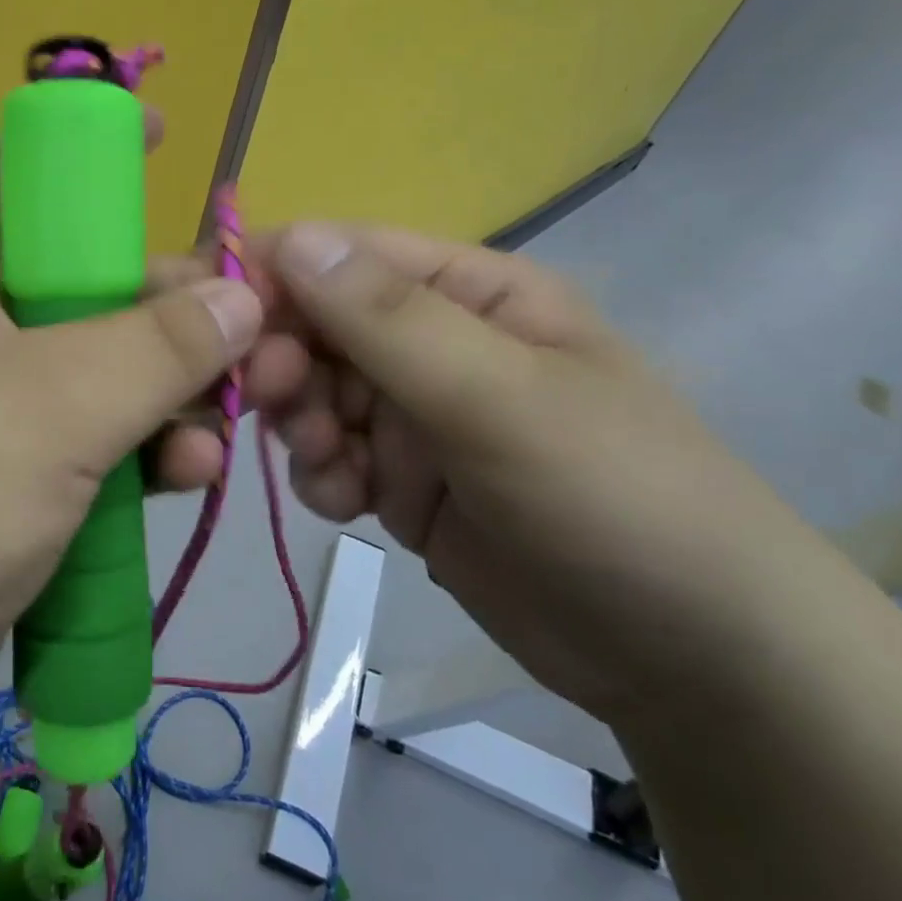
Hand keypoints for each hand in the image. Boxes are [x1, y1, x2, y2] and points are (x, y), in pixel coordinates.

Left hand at [0, 144, 261, 758]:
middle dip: (168, 301)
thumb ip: (156, 345)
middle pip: (84, 276)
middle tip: (248, 326)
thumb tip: (242, 297)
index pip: (15, 167)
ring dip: (171, 389)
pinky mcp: (14, 477)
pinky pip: (98, 438)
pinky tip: (192, 476)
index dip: (88, 146)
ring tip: (228, 420)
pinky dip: (147, 450)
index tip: (170, 141)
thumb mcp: (50, 405)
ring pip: (103, 365)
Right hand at [244, 224, 830, 720]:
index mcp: (469, 291)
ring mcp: (416, 415)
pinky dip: (322, 474)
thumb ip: (389, 318)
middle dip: (284, 359)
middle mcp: (435, 342)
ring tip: (330, 462)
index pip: (345, 256)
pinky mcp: (402, 481)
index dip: (272, 272)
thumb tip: (290, 237)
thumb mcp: (500, 397)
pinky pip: (329, 457)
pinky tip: (350, 503)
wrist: (693, 663)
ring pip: (314, 394)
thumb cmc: (613, 497)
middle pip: (318, 326)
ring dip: (301, 423)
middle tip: (266, 398)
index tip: (208, 310)